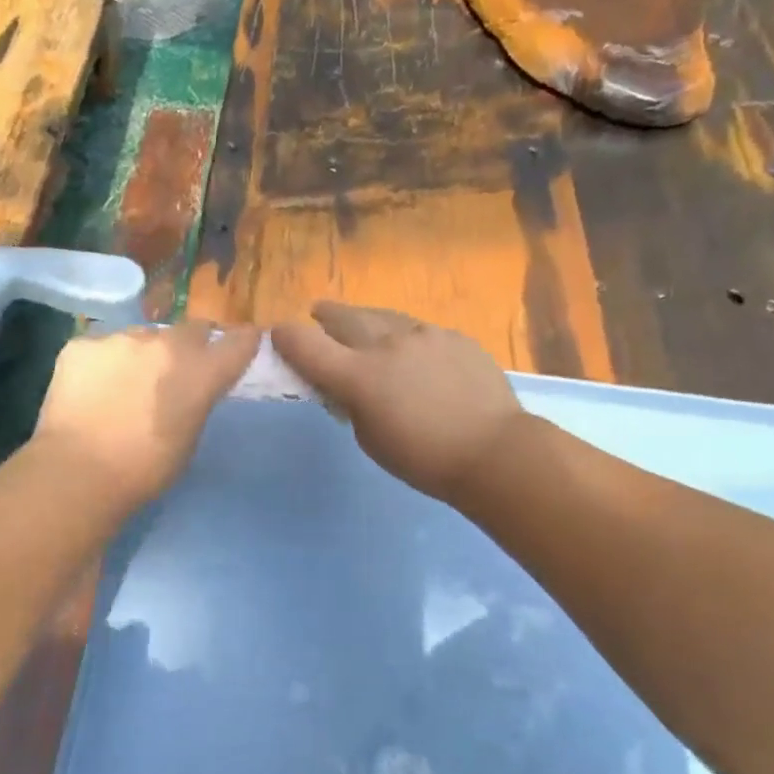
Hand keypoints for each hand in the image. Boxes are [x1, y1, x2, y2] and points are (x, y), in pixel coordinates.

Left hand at [32, 321, 259, 508]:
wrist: (79, 471)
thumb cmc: (145, 469)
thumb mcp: (189, 437)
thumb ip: (196, 400)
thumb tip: (189, 388)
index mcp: (202, 371)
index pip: (239, 341)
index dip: (242, 342)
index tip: (242, 344)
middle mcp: (166, 343)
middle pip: (191, 329)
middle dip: (190, 346)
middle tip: (175, 372)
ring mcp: (121, 338)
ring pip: (142, 337)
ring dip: (142, 354)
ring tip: (124, 385)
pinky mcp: (82, 344)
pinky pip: (101, 347)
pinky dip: (102, 364)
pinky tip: (90, 390)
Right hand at [272, 304, 523, 503]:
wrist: (495, 451)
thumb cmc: (423, 459)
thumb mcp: (369, 438)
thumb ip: (350, 404)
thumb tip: (346, 386)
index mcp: (359, 375)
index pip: (307, 345)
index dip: (286, 338)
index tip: (278, 335)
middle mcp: (387, 344)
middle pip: (344, 318)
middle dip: (326, 316)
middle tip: (318, 314)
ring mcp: (425, 335)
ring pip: (383, 317)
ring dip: (365, 320)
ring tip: (360, 323)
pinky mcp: (454, 337)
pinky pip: (418, 329)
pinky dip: (403, 335)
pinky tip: (409, 349)